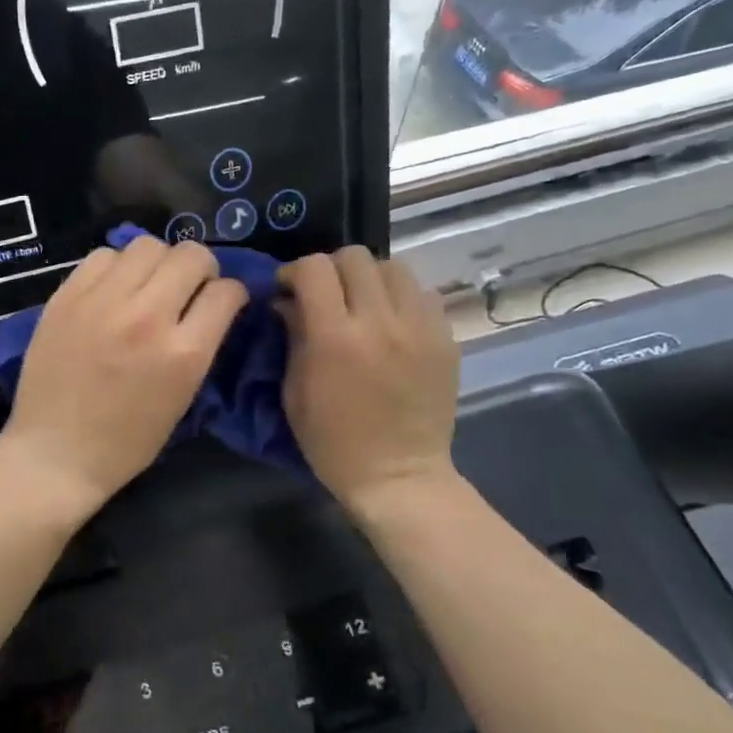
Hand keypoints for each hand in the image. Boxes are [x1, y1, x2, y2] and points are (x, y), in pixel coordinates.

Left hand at [0, 236, 247, 518]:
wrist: (56, 453)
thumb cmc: (126, 441)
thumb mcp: (182, 399)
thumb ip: (200, 347)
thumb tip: (210, 308)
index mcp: (184, 352)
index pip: (227, 292)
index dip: (232, 294)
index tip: (222, 302)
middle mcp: (147, 316)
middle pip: (191, 255)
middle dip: (201, 267)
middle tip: (189, 286)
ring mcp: (103, 301)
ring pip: (147, 245)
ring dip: (158, 261)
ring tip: (148, 284)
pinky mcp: (67, 297)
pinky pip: (103, 255)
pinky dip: (116, 266)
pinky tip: (112, 289)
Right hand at [277, 248, 460, 513]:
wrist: (397, 475)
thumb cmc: (332, 441)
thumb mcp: (294, 392)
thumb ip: (292, 336)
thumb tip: (288, 301)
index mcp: (335, 338)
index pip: (314, 269)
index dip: (294, 271)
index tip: (288, 290)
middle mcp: (380, 322)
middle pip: (355, 257)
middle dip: (331, 269)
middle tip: (325, 295)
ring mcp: (419, 328)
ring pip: (393, 267)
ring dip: (369, 278)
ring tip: (362, 303)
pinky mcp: (445, 339)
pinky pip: (422, 294)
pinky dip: (400, 299)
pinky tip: (391, 323)